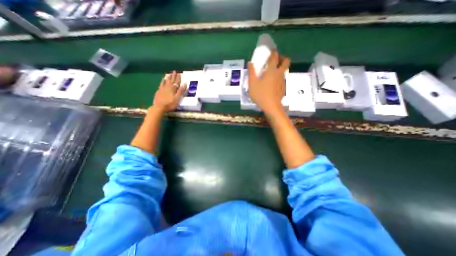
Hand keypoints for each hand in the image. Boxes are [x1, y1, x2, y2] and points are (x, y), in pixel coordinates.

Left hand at [152, 71, 185, 112]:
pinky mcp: (159, 91)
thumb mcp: (177, 98)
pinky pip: (161, 84)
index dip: (178, 78)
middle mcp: (168, 87)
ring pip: (166, 81)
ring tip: (170, 74)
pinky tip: (163, 79)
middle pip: (171, 81)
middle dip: (173, 76)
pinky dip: (163, 81)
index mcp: (173, 89)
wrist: (159, 107)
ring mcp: (162, 88)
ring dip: (168, 77)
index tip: (179, 73)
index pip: (176, 82)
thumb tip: (185, 84)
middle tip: (174, 71)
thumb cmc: (170, 104)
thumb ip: (181, 91)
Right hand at [248, 51, 289, 114]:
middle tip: (275, 60)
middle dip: (282, 57)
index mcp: (271, 71)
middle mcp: (279, 74)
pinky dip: (279, 76)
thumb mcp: (252, 84)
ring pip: (285, 70)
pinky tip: (272, 82)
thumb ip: (251, 72)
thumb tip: (250, 63)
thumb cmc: (260, 95)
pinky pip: (283, 78)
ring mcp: (283, 81)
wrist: (271, 107)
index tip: (271, 51)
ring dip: (281, 67)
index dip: (273, 52)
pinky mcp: (283, 87)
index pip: (274, 57)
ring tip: (272, 72)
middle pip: (286, 61)